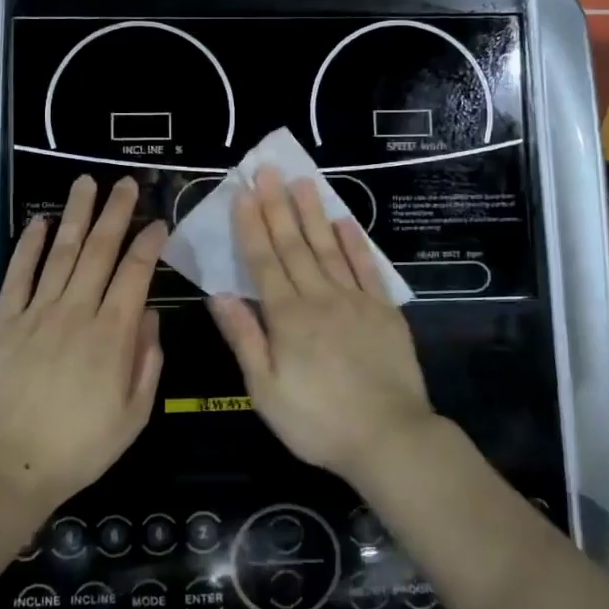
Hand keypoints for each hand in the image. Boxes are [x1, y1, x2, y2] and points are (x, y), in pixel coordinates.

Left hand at [0, 175, 166, 510]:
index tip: (159, 221)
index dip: (149, 243)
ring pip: (61, 253)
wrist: (8, 466)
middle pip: (99, 251)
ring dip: (76, 215)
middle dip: (115, 213)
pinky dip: (30, 246)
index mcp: (112, 334)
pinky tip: (40, 222)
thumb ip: (147, 361)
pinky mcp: (5, 321)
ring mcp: (37, 313)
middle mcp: (76, 312)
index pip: (135, 274)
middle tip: (124, 183)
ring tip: (86, 184)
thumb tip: (149, 315)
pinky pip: (18, 275)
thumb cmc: (80, 447)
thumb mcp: (134, 415)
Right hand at [207, 168, 433, 482]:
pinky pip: (367, 268)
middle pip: (294, 245)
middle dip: (278, 205)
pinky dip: (355, 243)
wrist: (389, 438)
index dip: (251, 226)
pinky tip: (345, 222)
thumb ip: (244, 338)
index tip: (243, 193)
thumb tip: (219, 294)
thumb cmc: (317, 421)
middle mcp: (320, 298)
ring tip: (304, 181)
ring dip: (314, 213)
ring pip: (329, 248)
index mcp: (287, 318)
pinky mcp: (384, 310)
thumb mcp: (266, 391)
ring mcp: (356, 300)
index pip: (263, 262)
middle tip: (269, 170)